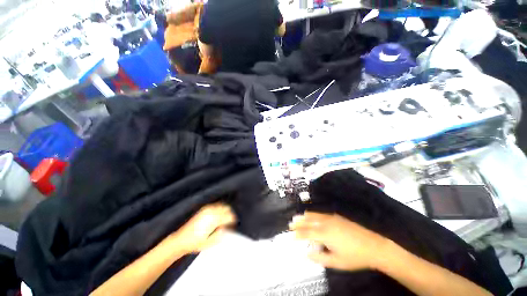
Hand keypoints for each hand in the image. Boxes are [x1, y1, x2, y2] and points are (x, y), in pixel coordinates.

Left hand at [170, 203, 235, 253]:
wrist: (181, 240)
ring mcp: (207, 209)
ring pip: (222, 205)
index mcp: (214, 220)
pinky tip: (219, 215)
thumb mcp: (209, 243)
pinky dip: (220, 208)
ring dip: (225, 211)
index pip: (228, 216)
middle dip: (230, 214)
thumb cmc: (195, 243)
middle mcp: (211, 212)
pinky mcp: (203, 209)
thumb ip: (220, 234)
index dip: (233, 220)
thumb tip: (225, 227)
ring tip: (225, 218)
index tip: (234, 224)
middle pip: (226, 209)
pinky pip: (216, 205)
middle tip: (230, 222)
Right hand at [289, 212, 390, 271]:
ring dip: (305, 216)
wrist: (373, 246)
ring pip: (314, 215)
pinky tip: (312, 215)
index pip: (307, 233)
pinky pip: (321, 214)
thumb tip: (307, 254)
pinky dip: (313, 214)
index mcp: (324, 234)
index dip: (298, 234)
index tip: (291, 235)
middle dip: (299, 222)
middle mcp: (326, 223)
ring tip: (298, 217)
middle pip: (308, 221)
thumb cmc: (354, 257)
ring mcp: (332, 218)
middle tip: (291, 223)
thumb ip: (320, 258)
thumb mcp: (336, 262)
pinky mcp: (337, 217)